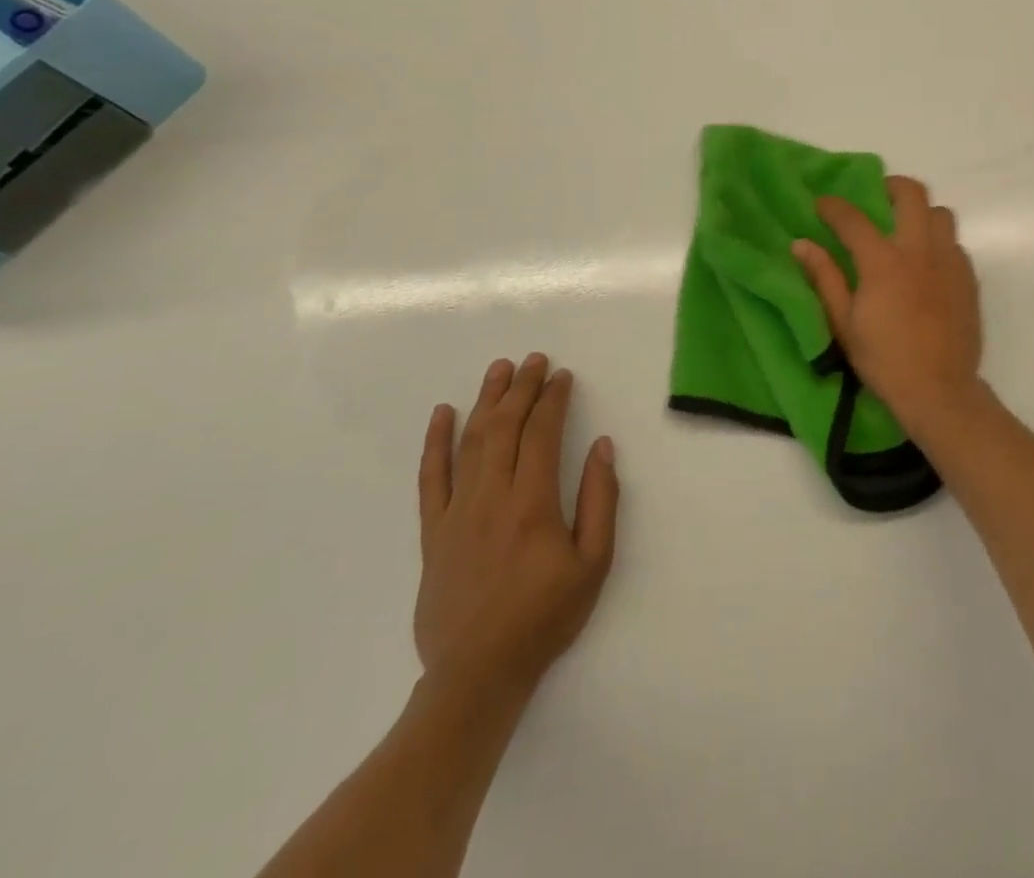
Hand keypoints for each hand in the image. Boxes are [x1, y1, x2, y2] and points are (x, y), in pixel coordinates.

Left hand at [414, 355, 618, 702]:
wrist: (478, 674)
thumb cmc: (545, 617)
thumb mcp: (594, 563)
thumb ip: (601, 500)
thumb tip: (602, 446)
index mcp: (532, 503)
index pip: (541, 433)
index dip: (552, 399)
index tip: (562, 376)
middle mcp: (491, 497)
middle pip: (504, 427)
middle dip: (521, 388)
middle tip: (534, 360)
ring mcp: (456, 513)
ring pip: (470, 442)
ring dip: (485, 401)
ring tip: (498, 370)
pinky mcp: (432, 533)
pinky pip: (431, 479)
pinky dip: (436, 443)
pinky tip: (443, 415)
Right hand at [792, 175, 991, 442]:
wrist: (940, 390)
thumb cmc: (884, 360)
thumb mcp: (844, 323)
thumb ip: (824, 278)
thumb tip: (801, 244)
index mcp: (883, 262)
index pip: (853, 219)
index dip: (833, 206)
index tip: (822, 205)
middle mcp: (919, 250)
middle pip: (912, 194)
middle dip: (891, 186)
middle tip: (877, 199)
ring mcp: (949, 262)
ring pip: (941, 213)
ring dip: (921, 213)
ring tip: (906, 231)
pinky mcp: (968, 278)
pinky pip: (955, 244)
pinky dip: (939, 243)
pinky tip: (927, 265)